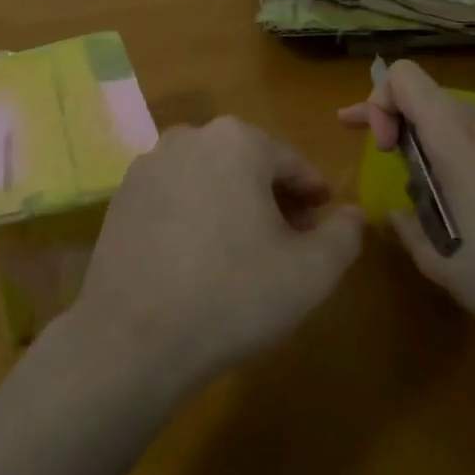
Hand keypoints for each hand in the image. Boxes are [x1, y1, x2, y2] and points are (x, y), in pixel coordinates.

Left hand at [73, 117, 363, 390]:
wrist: (134, 338)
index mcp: (238, 140)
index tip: (322, 222)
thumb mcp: (311, 272)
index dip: (313, 194)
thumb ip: (344, 234)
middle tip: (287, 241)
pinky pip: (174, 196)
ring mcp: (149, 165)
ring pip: (209, 177)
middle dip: (272, 197)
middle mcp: (190, 136)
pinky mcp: (121, 195)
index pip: (292, 163)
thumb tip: (353, 214)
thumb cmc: (234, 295)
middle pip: (248, 164)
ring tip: (243, 251)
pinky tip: (197, 257)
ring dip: (232, 203)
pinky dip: (194, 214)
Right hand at [338, 60, 474, 340]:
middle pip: (429, 94)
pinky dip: (460, 146)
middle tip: (381, 151)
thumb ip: (407, 228)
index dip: (380, 102)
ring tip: (424, 180)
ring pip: (457, 113)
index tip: (384, 148)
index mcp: (457, 138)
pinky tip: (468, 190)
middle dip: (396, 117)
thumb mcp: (439, 261)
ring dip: (429, 134)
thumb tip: (397, 213)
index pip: (405, 77)